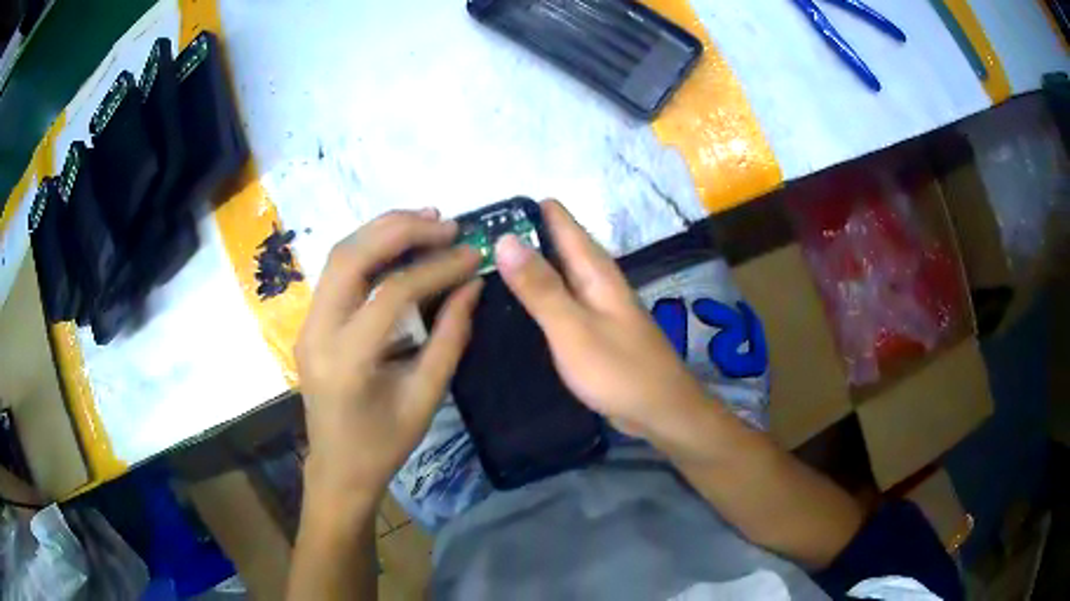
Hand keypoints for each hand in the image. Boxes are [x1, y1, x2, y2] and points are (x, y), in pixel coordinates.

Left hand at [296, 209, 481, 503]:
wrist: (338, 468)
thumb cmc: (384, 445)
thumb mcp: (425, 398)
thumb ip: (450, 338)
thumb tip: (473, 285)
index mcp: (346, 361)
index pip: (391, 294)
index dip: (436, 268)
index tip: (472, 255)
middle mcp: (317, 332)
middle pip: (351, 258)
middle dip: (400, 230)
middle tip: (445, 223)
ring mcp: (307, 324)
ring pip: (339, 256)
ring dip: (382, 231)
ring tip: (426, 220)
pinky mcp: (311, 321)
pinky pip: (337, 271)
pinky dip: (369, 248)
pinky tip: (398, 242)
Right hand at [494, 200, 710, 444]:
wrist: (661, 411)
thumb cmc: (618, 370)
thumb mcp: (573, 328)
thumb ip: (540, 286)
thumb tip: (504, 238)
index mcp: (594, 268)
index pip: (558, 219)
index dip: (522, 211)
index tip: (482, 215)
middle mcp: (595, 279)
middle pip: (554, 244)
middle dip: (517, 240)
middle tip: (468, 246)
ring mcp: (595, 305)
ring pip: (555, 273)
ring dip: (524, 268)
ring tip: (480, 268)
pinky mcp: (592, 329)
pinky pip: (559, 301)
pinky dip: (536, 297)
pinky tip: (511, 307)